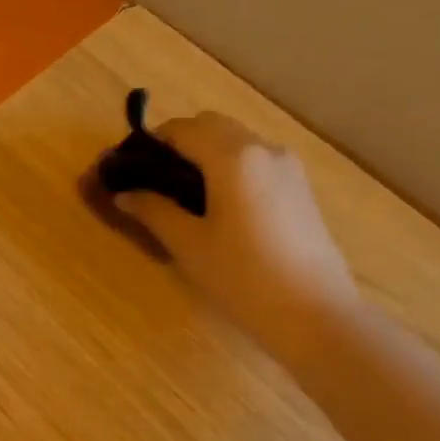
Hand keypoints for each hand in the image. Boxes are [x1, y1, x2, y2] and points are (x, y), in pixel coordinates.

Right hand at [113, 111, 358, 355]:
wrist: (316, 315)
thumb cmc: (244, 279)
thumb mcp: (190, 246)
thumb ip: (154, 211)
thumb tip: (123, 194)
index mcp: (233, 157)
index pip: (181, 129)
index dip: (150, 143)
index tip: (129, 170)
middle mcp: (263, 148)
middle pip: (211, 126)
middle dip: (178, 144)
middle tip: (155, 183)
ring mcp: (288, 165)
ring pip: (236, 141)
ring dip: (205, 154)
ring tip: (184, 198)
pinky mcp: (300, 186)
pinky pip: (255, 160)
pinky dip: (230, 167)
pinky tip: (220, 207)